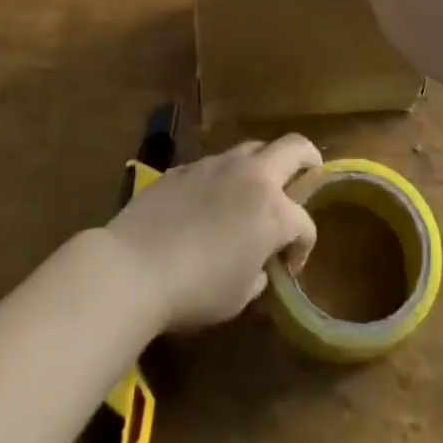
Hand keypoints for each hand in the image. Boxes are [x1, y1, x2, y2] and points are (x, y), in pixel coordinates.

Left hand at [104, 135, 320, 330]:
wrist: (133, 267)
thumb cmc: (195, 290)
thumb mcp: (239, 295)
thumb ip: (259, 272)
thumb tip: (257, 265)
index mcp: (274, 210)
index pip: (305, 223)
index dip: (304, 246)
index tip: (289, 266)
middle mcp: (251, 176)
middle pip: (294, 148)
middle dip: (308, 160)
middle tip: (308, 175)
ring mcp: (217, 164)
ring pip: (252, 149)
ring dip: (262, 166)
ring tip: (252, 193)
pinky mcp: (186, 166)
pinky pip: (216, 164)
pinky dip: (223, 178)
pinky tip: (208, 203)